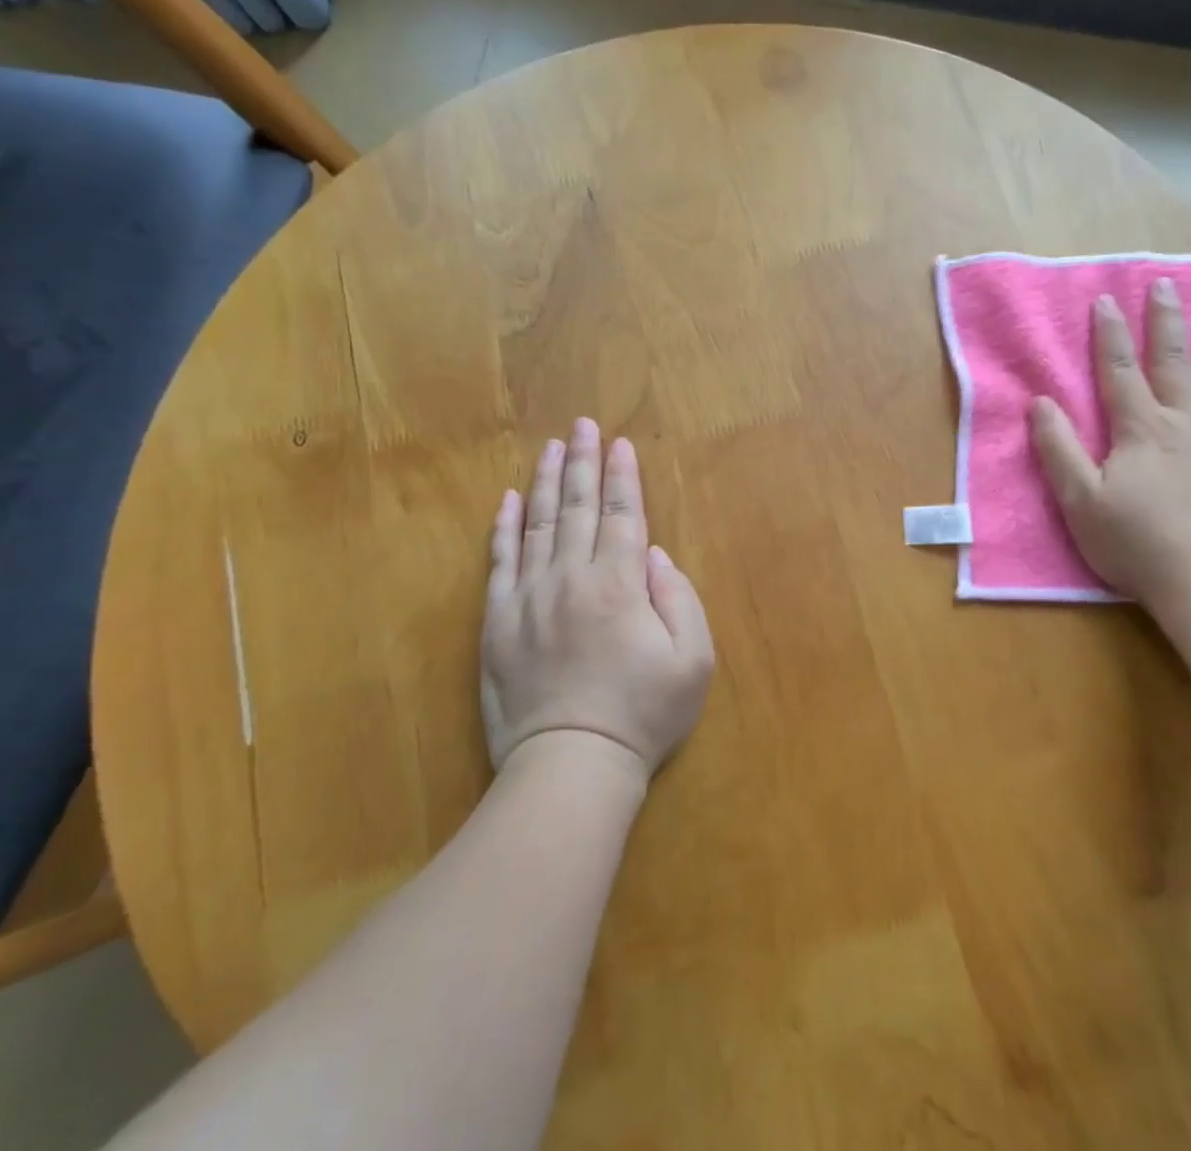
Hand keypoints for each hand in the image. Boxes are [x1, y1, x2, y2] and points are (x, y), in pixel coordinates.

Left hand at [481, 418, 715, 779]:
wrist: (570, 765)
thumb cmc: (642, 715)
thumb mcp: (691, 662)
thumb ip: (680, 600)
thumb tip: (655, 557)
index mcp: (619, 585)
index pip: (621, 515)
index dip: (622, 477)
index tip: (621, 444)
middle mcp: (571, 579)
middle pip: (577, 508)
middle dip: (583, 463)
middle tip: (583, 425)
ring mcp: (529, 598)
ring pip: (538, 525)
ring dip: (546, 482)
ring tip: (551, 447)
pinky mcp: (498, 622)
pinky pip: (500, 563)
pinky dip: (504, 528)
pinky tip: (508, 501)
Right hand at [1029, 278, 1190, 610]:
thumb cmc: (1137, 543)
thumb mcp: (1080, 500)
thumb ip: (1059, 448)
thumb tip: (1040, 402)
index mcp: (1139, 428)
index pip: (1119, 369)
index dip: (1109, 333)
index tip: (1105, 298)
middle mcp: (1185, 420)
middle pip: (1172, 360)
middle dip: (1164, 320)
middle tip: (1165, 283)